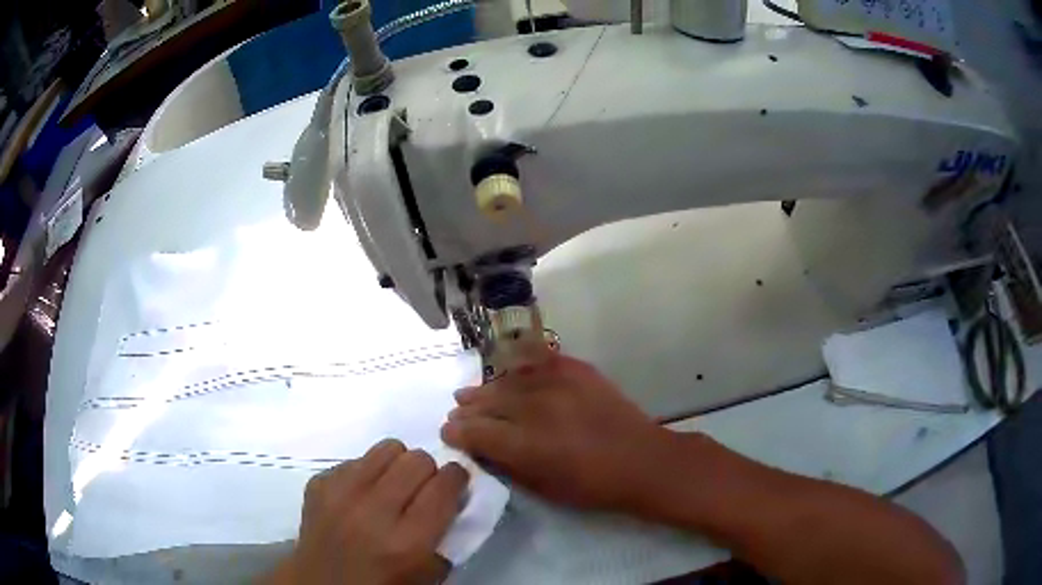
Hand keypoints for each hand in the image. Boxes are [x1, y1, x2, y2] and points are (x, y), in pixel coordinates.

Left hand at [275, 439, 468, 584]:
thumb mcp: (430, 575)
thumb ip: (448, 536)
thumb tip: (455, 497)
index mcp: (407, 542)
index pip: (444, 485)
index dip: (456, 479)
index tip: (454, 485)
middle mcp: (372, 512)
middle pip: (417, 460)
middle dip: (427, 471)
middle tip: (422, 490)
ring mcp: (340, 494)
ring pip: (386, 448)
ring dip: (397, 465)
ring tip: (391, 487)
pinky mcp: (318, 484)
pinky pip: (355, 460)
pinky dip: (365, 474)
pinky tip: (361, 498)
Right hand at [441, 353, 676, 511]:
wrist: (642, 461)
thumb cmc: (592, 486)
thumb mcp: (543, 488)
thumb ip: (507, 464)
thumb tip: (479, 447)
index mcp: (526, 444)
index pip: (476, 431)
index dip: (457, 431)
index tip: (447, 431)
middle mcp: (537, 408)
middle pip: (489, 402)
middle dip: (467, 408)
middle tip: (456, 410)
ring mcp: (559, 384)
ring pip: (509, 380)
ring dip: (487, 388)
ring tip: (471, 392)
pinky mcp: (578, 370)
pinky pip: (539, 361)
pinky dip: (519, 368)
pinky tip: (508, 372)